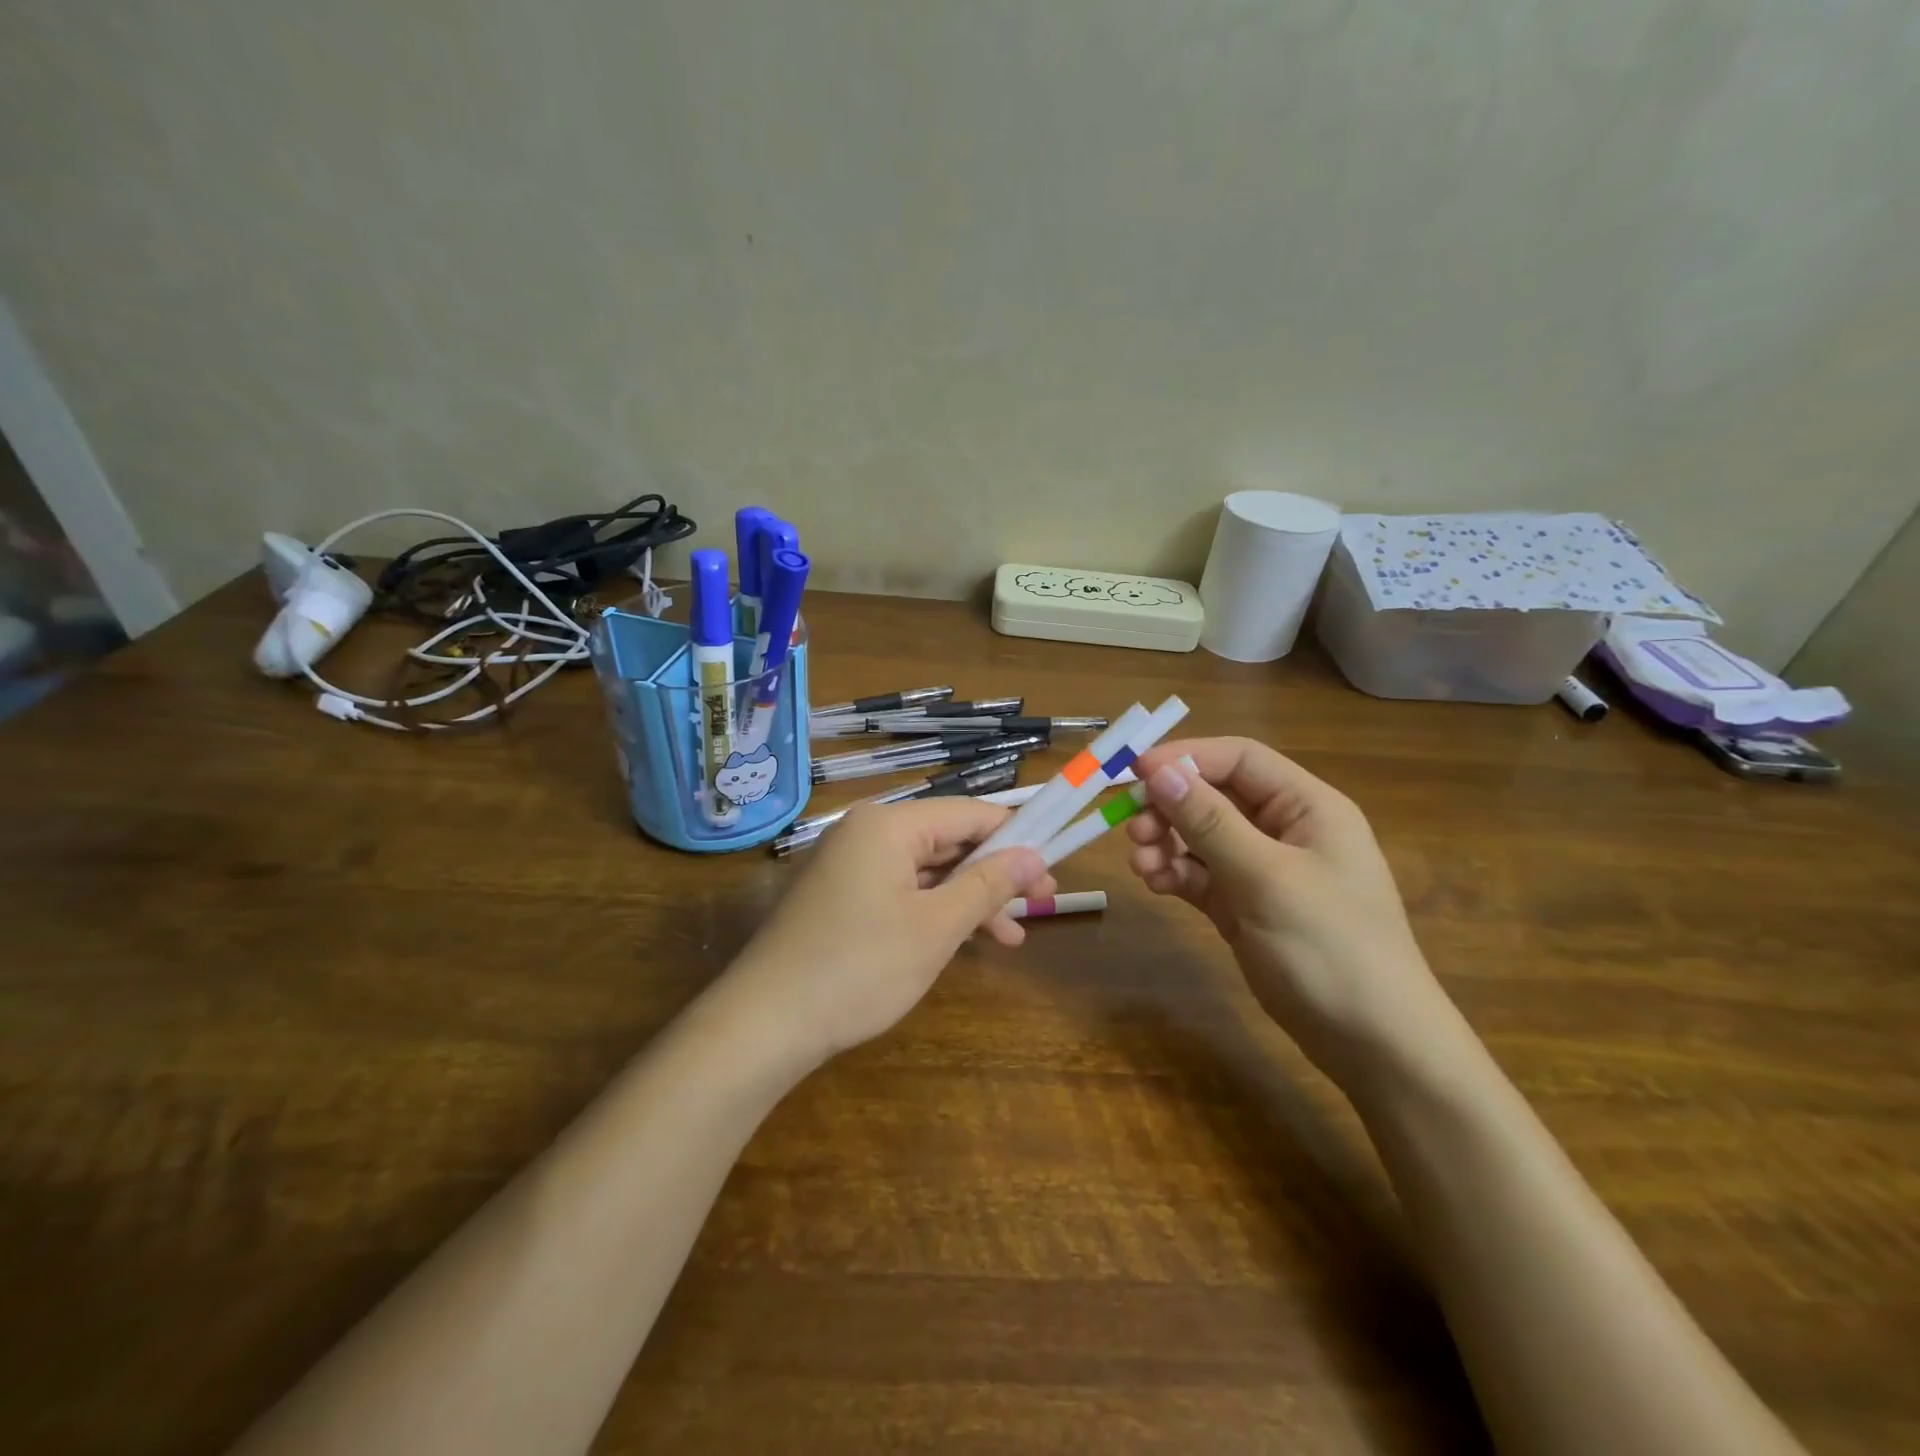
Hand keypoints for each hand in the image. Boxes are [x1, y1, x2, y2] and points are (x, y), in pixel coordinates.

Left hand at [725, 799, 1052, 1064]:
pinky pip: (900, 890)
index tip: (1051, 872)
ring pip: (926, 870)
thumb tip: (1033, 855)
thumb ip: (987, 885)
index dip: (1016, 838)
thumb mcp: (936, 928)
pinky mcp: (838, 896)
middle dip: (994, 874)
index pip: (969, 813)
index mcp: (889, 824)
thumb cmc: (859, 968)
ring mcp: (848, 865)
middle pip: (948, 840)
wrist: (764, 1023)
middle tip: (1040, 906)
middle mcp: (866, 832)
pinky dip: (933, 911)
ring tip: (1011, 937)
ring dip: (968, 899)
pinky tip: (960, 941)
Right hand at [1126, 737, 1466, 1085]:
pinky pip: (1201, 875)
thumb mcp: (1267, 878)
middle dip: (1170, 808)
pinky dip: (1176, 874)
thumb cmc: (1331, 948)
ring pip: (1201, 837)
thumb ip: (1210, 822)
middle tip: (1133, 830)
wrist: (1374, 1045)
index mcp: (1307, 807)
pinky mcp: (1245, 906)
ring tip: (1142, 867)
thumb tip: (1158, 772)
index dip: (1186, 758)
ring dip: (1167, 843)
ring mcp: (1264, 871)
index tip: (1135, 773)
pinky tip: (1157, 885)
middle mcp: (1285, 830)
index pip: (1239, 759)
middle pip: (1214, 797)